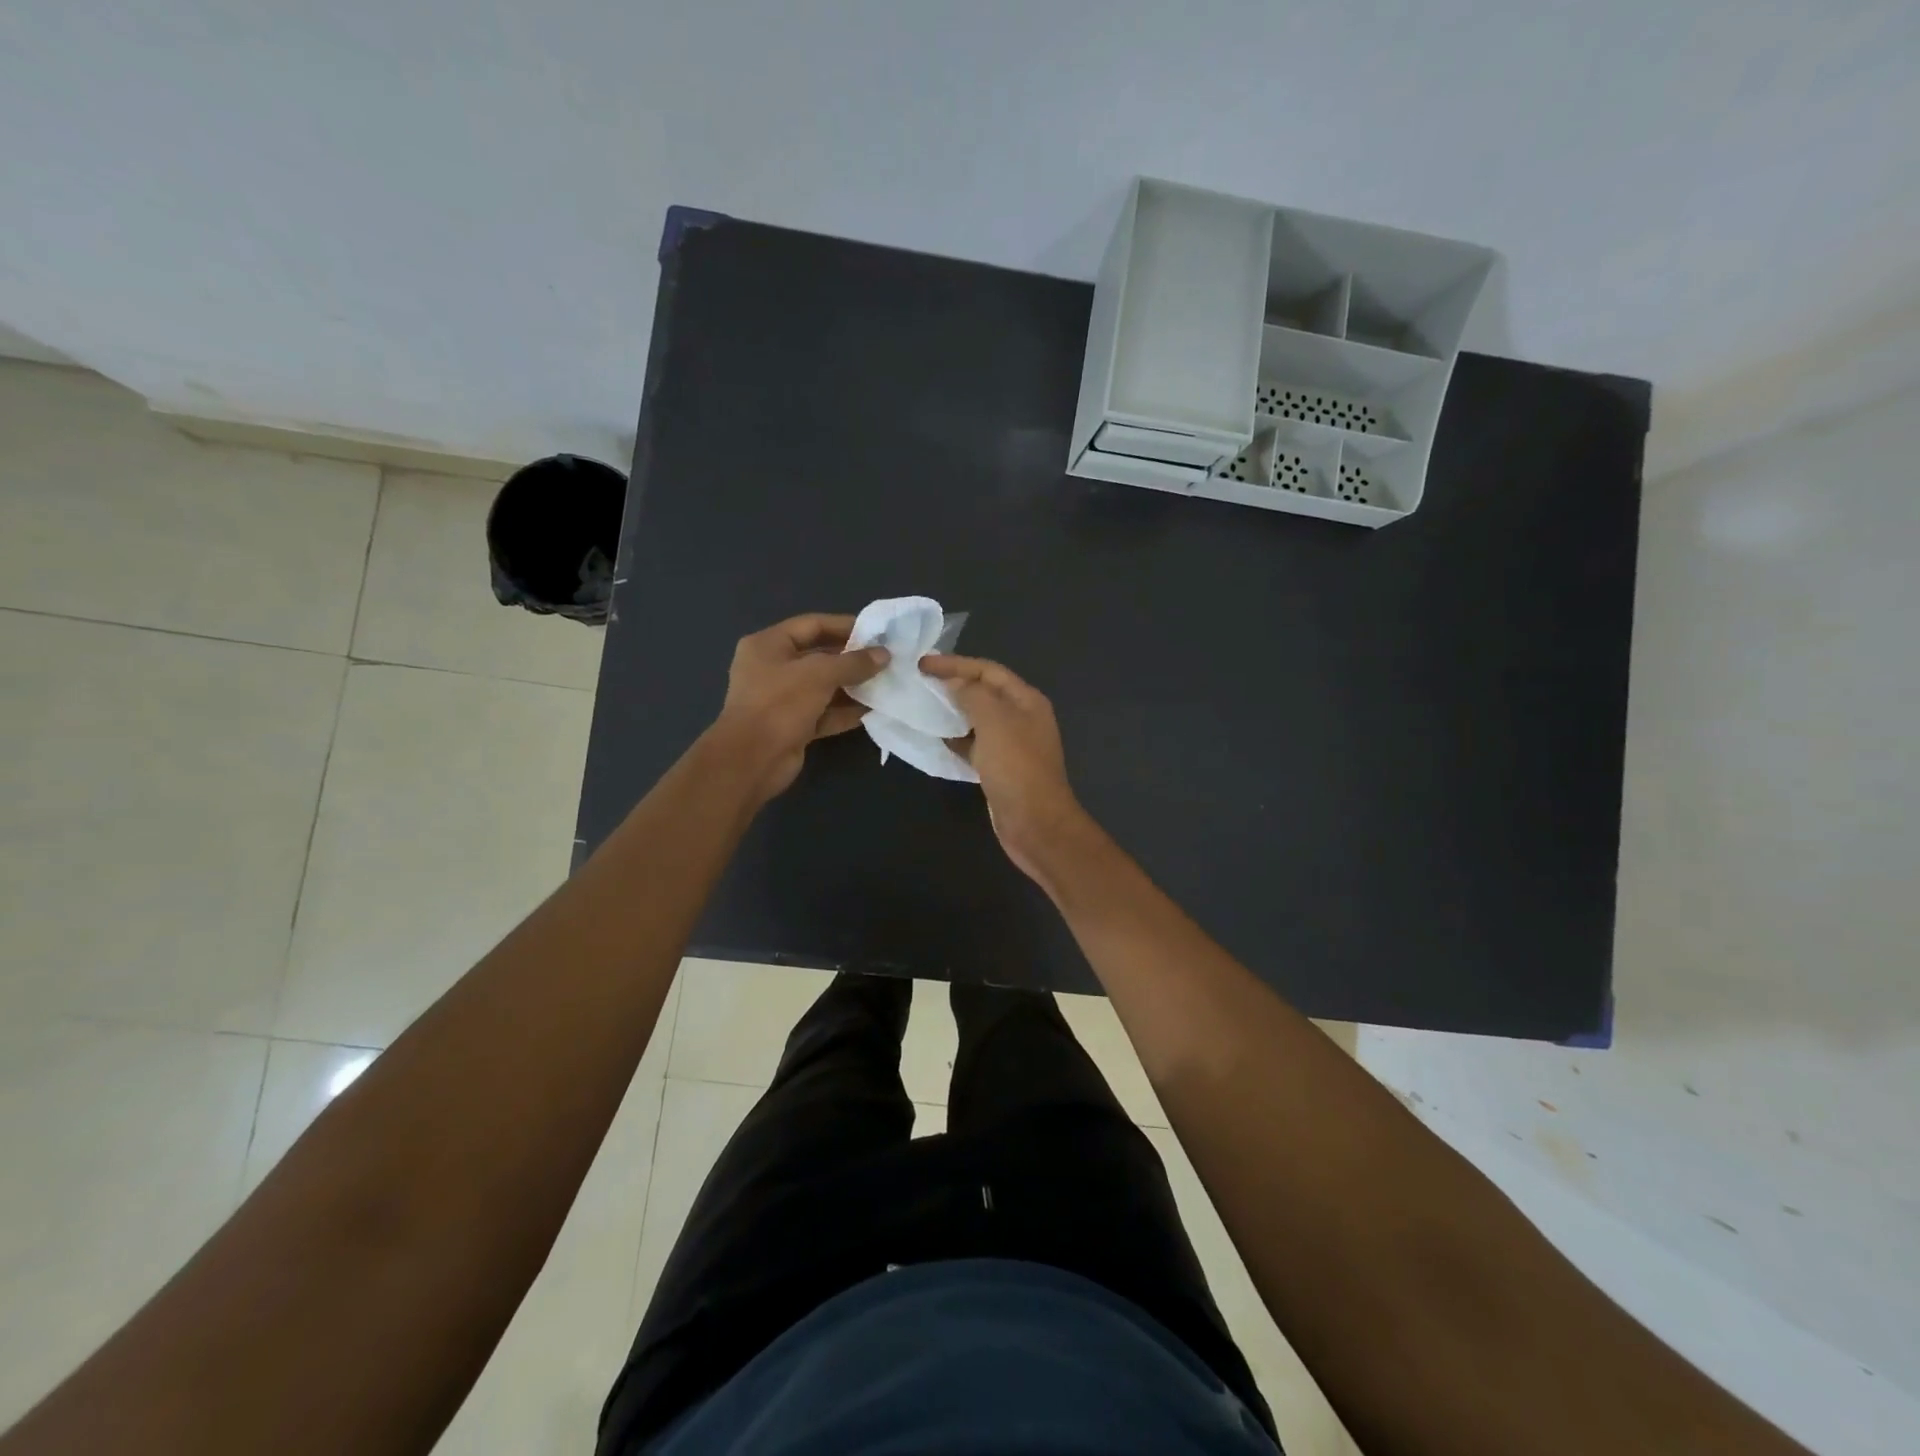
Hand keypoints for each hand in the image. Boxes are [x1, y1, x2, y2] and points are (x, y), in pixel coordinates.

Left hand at [712, 613, 888, 800]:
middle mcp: (773, 668)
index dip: (845, 626)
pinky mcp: (793, 726)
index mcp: (768, 645)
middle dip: (852, 659)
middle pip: (819, 656)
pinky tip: (873, 710)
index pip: (812, 625)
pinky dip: (845, 712)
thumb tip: (884, 655)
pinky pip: (824, 713)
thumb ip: (854, 662)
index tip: (877, 632)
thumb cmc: (780, 704)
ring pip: (824, 687)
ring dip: (853, 687)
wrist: (752, 760)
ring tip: (886, 684)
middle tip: (886, 659)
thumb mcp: (820, 674)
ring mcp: (782, 699)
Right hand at [921, 654, 1087, 881]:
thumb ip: (972, 695)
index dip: (955, 664)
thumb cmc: (1016, 767)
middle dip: (953, 685)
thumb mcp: (994, 721)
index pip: (988, 670)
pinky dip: (957, 738)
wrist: (1035, 823)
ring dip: (953, 711)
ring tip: (923, 706)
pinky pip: (975, 744)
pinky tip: (937, 739)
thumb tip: (954, 683)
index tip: (922, 664)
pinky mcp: (1000, 768)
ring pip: (978, 719)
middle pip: (984, 692)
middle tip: (920, 682)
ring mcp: (1012, 745)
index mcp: (1026, 700)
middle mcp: (1022, 718)